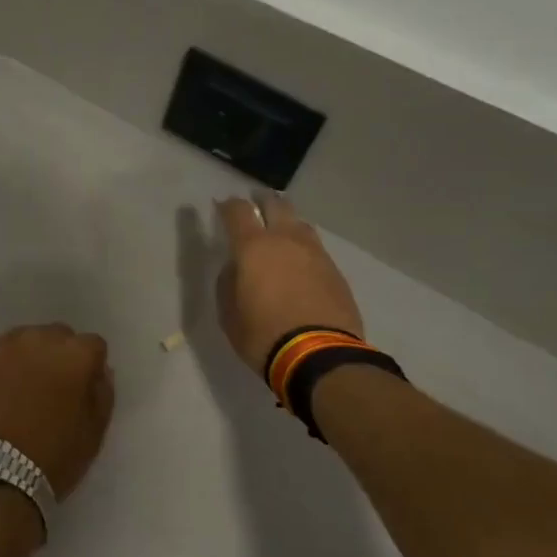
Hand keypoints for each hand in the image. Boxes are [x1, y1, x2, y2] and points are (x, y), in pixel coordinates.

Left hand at [0, 324, 114, 499]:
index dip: (91, 366)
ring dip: (29, 356)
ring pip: (24, 340)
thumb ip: (101, 394)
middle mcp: (39, 339)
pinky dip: (1, 368)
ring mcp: (2, 347)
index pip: (93, 345)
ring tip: (22, 388)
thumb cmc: (52, 457)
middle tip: (53, 388)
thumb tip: (99, 372)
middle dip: (60, 355)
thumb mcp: (93, 433)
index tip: (84, 388)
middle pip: (57, 336)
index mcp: (74, 355)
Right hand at [216, 193, 364, 372]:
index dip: (228, 205)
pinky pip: (315, 249)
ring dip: (287, 222)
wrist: (319, 356)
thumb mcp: (229, 313)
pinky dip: (303, 248)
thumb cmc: (262, 334)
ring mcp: (315, 254)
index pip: (238, 211)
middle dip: (263, 200)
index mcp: (253, 247)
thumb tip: (236, 268)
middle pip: (276, 204)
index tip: (221, 206)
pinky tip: (299, 262)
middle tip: (255, 204)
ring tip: (280, 232)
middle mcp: (286, 240)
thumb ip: (229, 282)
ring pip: (300, 224)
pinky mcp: (335, 271)